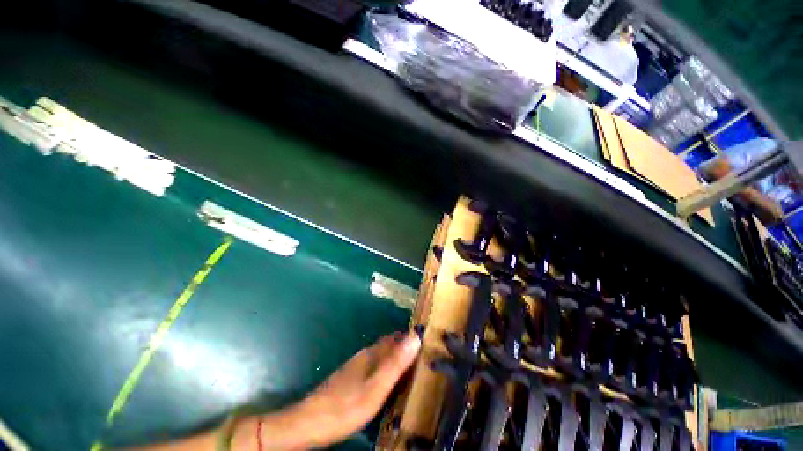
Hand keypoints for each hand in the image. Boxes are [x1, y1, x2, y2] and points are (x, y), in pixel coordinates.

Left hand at [232, 332, 420, 449]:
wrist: (310, 422)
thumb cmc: (346, 406)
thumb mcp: (376, 387)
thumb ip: (396, 363)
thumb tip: (415, 337)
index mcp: (373, 353)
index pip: (397, 337)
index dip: (412, 337)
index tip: (429, 341)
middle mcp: (366, 354)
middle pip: (390, 344)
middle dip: (407, 347)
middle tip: (425, 357)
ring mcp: (358, 366)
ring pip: (383, 355)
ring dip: (398, 357)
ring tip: (413, 370)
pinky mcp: (352, 377)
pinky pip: (376, 366)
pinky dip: (388, 368)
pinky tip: (391, 381)